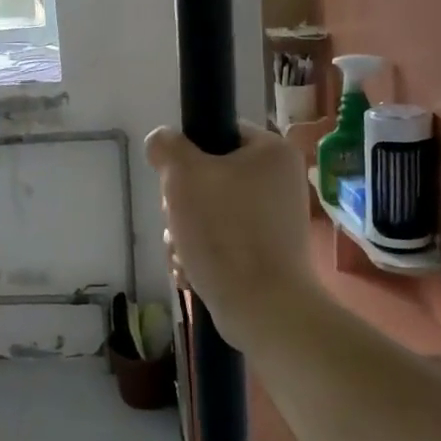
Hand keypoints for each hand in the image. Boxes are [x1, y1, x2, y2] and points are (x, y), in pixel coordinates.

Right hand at [146, 122, 320, 351]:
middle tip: (178, 220)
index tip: (175, 180)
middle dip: (181, 203)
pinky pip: (222, 241)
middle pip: (209, 176)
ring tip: (184, 253)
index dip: (188, 153)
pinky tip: (192, 272)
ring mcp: (274, 221)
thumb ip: (167, 147)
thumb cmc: (224, 231)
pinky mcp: (266, 254)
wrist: (262, 308)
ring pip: (209, 212)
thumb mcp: (183, 175)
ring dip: (184, 232)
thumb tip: (162, 142)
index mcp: (271, 152)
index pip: (218, 132)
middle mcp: (279, 182)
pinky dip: (202, 254)